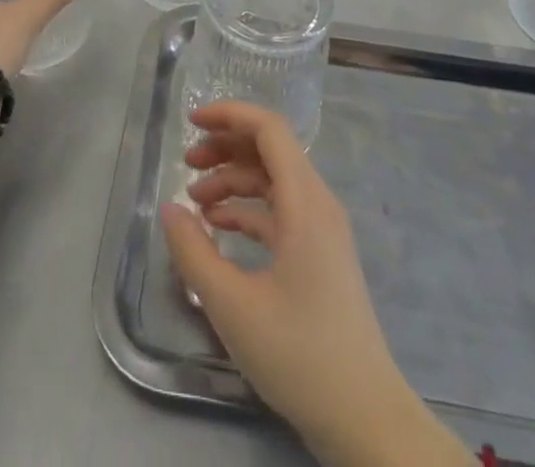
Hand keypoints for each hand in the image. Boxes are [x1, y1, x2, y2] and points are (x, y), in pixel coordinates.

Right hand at [160, 103, 469, 466]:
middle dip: (225, 148)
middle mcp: (317, 204)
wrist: (364, 418)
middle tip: (186, 164)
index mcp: (305, 201)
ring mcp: (322, 230)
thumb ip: (194, 252)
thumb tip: (170, 209)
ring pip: (274, 181)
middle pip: (269, 151)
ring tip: (195, 203)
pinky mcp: (321, 255)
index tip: (191, 122)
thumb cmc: (300, 354)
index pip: (269, 129)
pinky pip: (281, 212)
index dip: (230, 116)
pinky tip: (219, 229)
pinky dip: (248, 210)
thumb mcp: (233, 305)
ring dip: (233, 181)